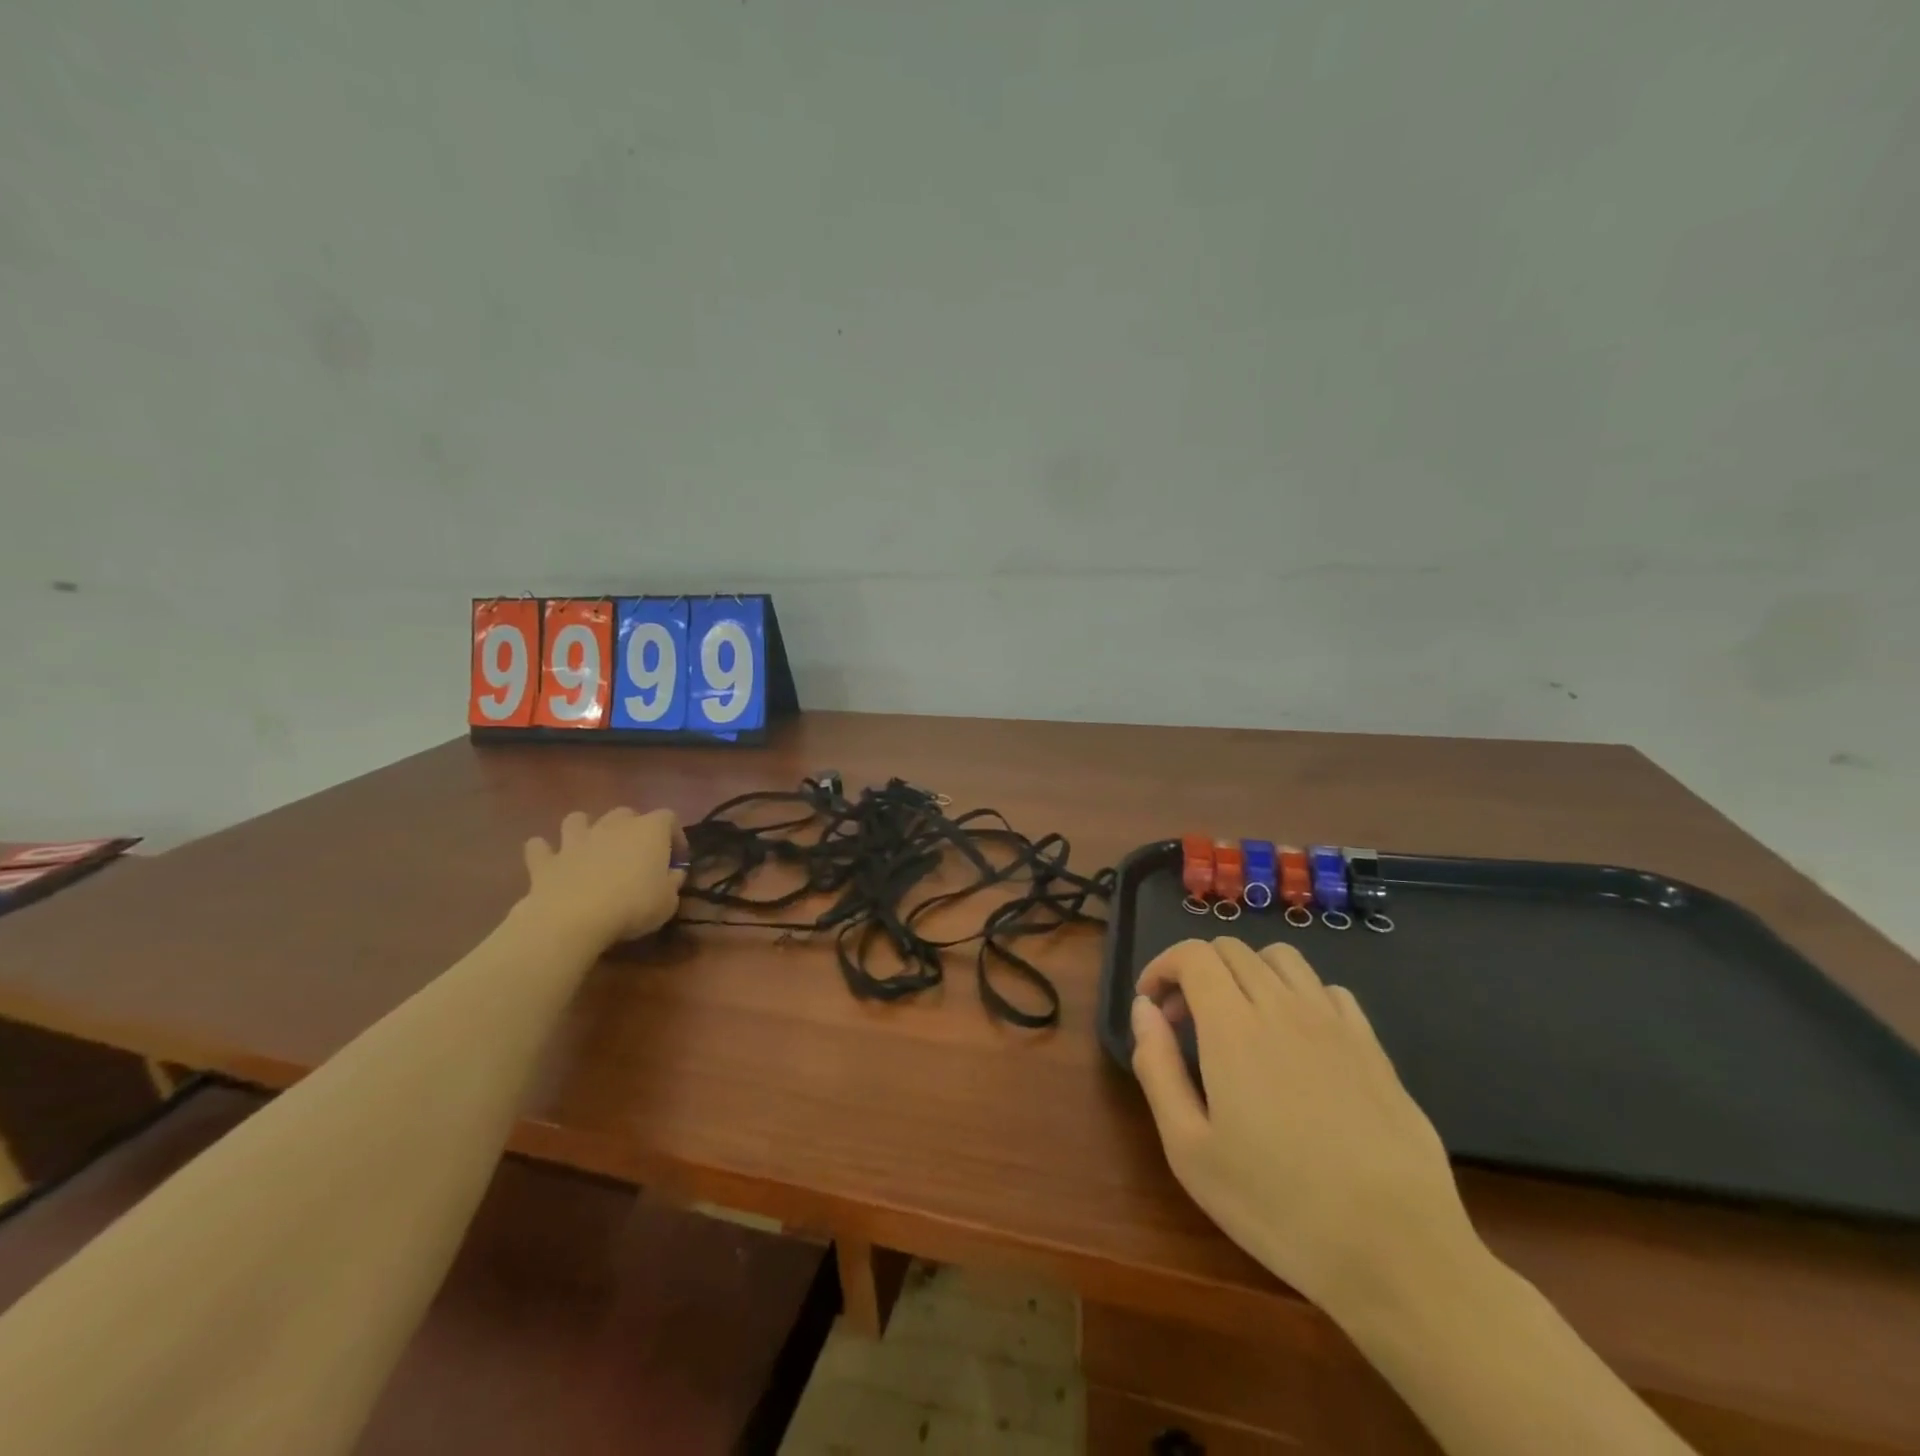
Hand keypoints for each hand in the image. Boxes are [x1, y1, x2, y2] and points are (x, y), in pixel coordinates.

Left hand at [521, 808, 685, 947]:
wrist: (574, 918)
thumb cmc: (633, 906)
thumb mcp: (669, 901)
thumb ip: (672, 882)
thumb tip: (673, 874)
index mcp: (649, 831)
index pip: (669, 818)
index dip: (675, 837)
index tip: (676, 860)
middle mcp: (613, 826)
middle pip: (625, 813)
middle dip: (631, 829)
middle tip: (635, 855)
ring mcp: (576, 840)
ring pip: (578, 819)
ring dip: (584, 830)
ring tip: (590, 848)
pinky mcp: (546, 861)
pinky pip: (540, 848)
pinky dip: (544, 852)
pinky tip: (549, 862)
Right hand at [1132, 938, 1479, 1322]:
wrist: (1398, 1252)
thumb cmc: (1277, 1205)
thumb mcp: (1189, 1149)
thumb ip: (1156, 1066)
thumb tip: (1144, 1009)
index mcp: (1233, 1026)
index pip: (1193, 955)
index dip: (1162, 966)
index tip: (1151, 1004)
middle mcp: (1283, 1006)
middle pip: (1232, 949)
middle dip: (1196, 970)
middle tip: (1184, 1021)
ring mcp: (1334, 1023)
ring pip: (1281, 959)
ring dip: (1246, 972)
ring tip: (1238, 1019)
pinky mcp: (1373, 1046)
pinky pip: (1328, 990)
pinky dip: (1297, 995)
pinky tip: (1295, 1040)